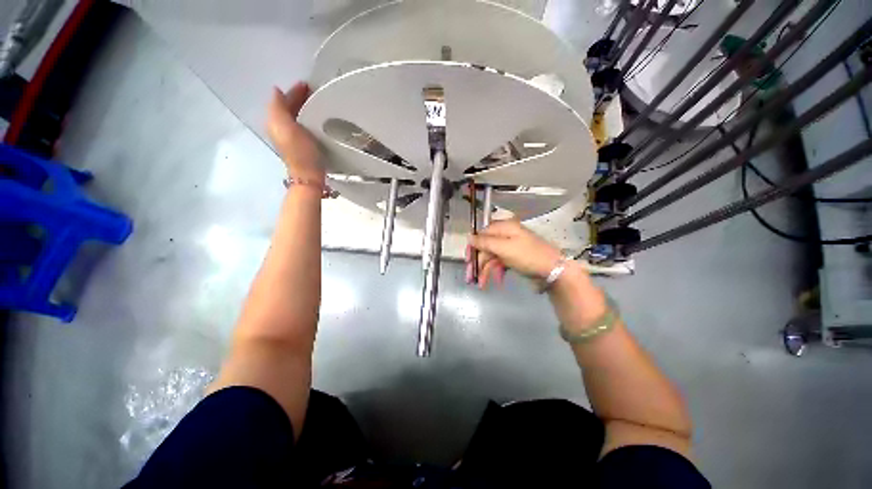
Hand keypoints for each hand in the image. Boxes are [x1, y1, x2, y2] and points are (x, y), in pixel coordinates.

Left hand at [267, 82, 323, 181]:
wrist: (309, 176)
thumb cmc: (300, 152)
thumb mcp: (285, 127)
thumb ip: (278, 108)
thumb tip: (276, 91)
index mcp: (276, 122)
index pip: (282, 101)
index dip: (293, 91)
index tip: (307, 84)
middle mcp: (282, 128)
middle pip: (289, 108)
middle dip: (300, 98)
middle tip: (315, 92)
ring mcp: (293, 138)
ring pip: (297, 116)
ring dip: (306, 108)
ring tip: (318, 103)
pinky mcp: (304, 145)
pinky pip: (305, 125)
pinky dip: (310, 119)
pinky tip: (318, 120)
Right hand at [468, 219, 564, 288]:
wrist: (554, 271)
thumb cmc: (528, 256)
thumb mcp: (504, 248)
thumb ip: (484, 242)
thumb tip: (469, 236)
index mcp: (504, 228)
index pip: (482, 234)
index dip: (473, 246)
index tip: (467, 259)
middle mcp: (506, 235)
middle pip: (486, 248)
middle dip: (478, 263)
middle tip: (470, 278)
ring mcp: (511, 247)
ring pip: (492, 257)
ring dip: (486, 271)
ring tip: (481, 284)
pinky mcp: (515, 258)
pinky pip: (501, 263)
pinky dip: (497, 272)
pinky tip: (496, 281)